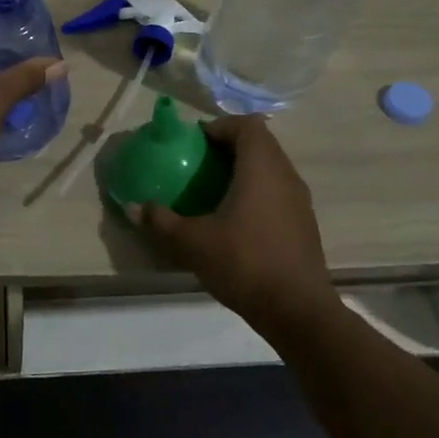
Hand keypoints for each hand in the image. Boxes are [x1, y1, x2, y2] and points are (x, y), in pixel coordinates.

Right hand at [128, 115, 336, 328]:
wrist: (298, 312)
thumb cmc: (245, 263)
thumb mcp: (192, 242)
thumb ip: (161, 221)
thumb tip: (134, 207)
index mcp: (261, 167)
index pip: (247, 125)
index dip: (219, 126)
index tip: (194, 143)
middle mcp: (285, 176)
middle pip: (259, 144)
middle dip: (228, 148)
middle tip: (197, 165)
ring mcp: (300, 201)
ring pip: (270, 169)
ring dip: (243, 172)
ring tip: (213, 192)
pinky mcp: (304, 225)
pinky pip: (277, 193)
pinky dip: (256, 194)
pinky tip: (234, 221)